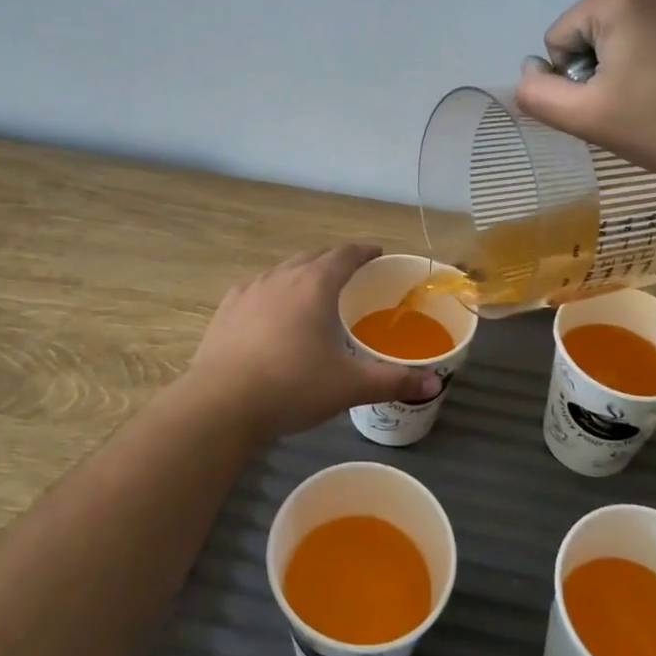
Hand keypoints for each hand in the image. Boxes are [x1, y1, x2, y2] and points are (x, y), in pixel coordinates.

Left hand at [185, 245, 439, 442]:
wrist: (221, 404)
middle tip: (351, 274)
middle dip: (334, 261)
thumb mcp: (349, 386)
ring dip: (302, 274)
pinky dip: (274, 291)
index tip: (376, 253)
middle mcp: (282, 276)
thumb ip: (393, 381)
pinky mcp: (226, 308)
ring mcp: (250, 289)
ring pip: (283, 270)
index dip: (363, 251)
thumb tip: (434, 385)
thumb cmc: (293, 386)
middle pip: (313, 257)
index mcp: (315, 284)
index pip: (345, 254)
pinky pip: (258, 288)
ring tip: (313, 292)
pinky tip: (272, 312)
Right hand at [513, 0, 655, 182]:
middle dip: (608, 60)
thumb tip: (530, 70)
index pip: (562, 39)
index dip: (578, 79)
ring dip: (639, 51)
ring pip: (636, 22)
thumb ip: (537, 93)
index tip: (614, 103)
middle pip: (598, 26)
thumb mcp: (584, 118)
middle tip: (640, 99)